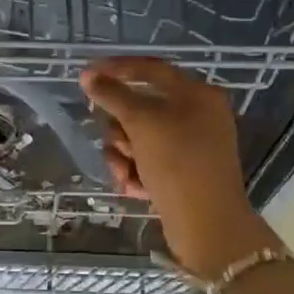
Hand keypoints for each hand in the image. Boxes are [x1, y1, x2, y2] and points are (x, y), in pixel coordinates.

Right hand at [79, 57, 278, 275]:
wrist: (207, 225)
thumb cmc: (178, 163)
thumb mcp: (142, 123)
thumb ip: (112, 95)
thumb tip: (88, 75)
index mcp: (197, 95)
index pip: (150, 68)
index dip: (117, 68)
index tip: (86, 75)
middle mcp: (196, 115)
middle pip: (139, 108)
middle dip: (120, 129)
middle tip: (120, 144)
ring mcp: (189, 146)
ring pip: (137, 137)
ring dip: (123, 155)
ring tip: (126, 174)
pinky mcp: (180, 172)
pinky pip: (145, 161)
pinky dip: (135, 172)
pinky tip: (135, 189)